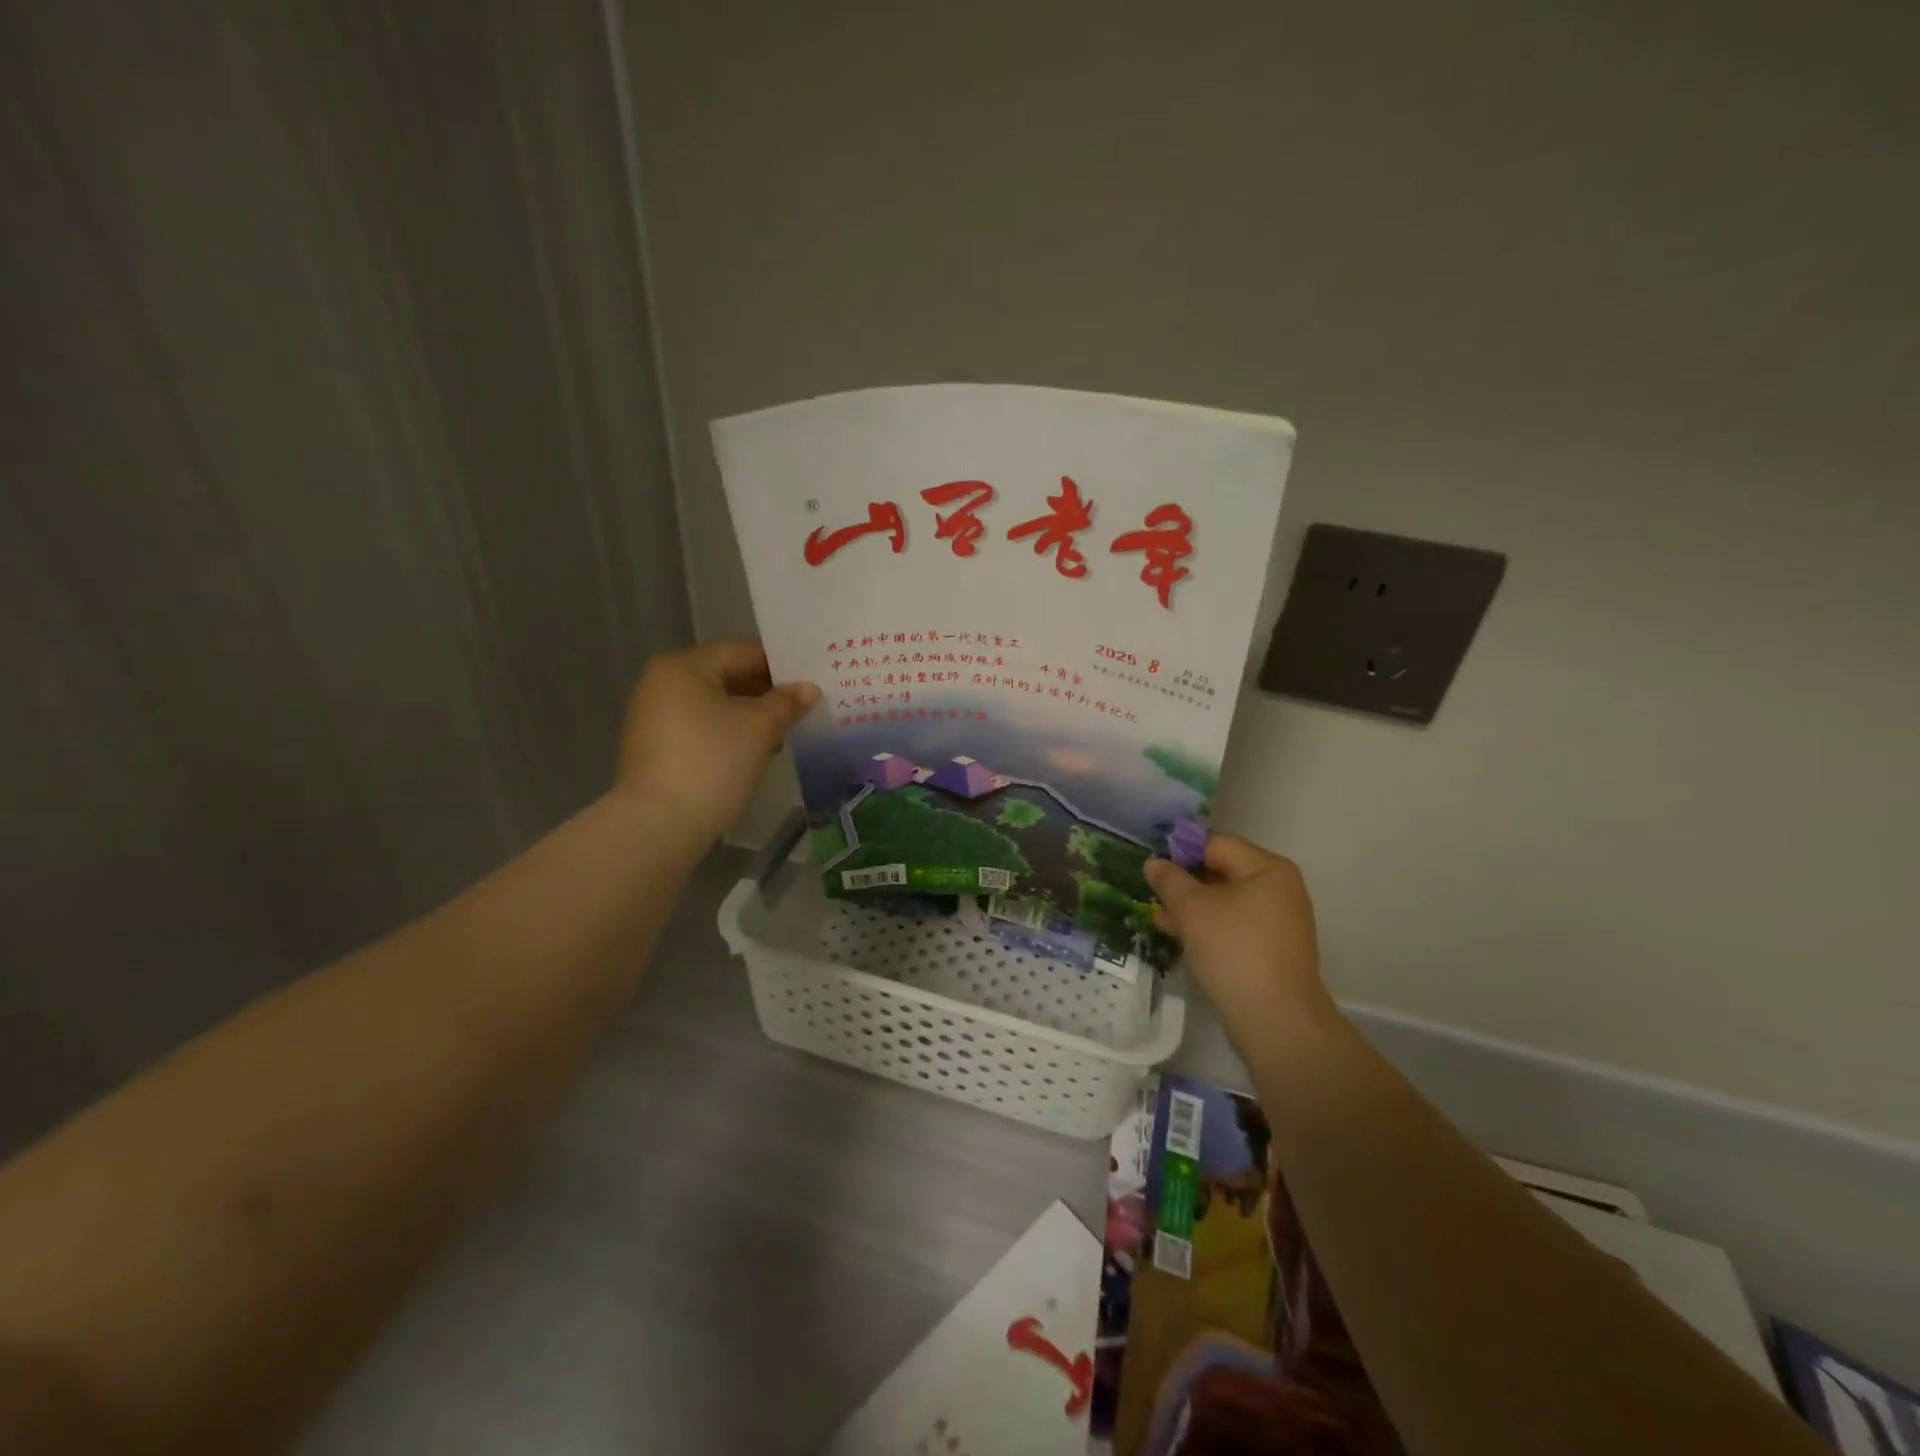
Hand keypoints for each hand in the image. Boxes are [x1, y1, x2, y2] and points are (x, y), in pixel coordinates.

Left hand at [614, 641, 819, 845]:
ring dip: (748, 715)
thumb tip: (808, 688)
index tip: (810, 682)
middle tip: (802, 708)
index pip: (742, 652)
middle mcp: (661, 683)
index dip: (780, 665)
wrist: (659, 825)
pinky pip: (698, 727)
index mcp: (684, 667)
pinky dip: (726, 733)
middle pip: (725, 676)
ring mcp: (653, 716)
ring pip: (713, 704)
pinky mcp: (654, 747)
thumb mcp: (759, 729)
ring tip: (783, 734)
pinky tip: (752, 753)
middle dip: (765, 692)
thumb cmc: (712, 763)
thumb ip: (786, 703)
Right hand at [1145, 834, 1338, 1052]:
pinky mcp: (1270, 949)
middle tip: (1148, 889)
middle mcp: (1278, 889)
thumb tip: (1154, 863)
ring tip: (1156, 914)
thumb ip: (1170, 880)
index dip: (1179, 849)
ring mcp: (1277, 921)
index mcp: (1267, 869)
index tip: (1149, 863)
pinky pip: (1232, 924)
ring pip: (1224, 900)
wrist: (1276, 1022)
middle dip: (1183, 880)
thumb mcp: (1192, 910)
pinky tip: (1176, 934)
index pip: (1215, 843)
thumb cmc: (1234, 952)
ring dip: (1190, 905)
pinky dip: (1206, 926)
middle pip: (1221, 870)